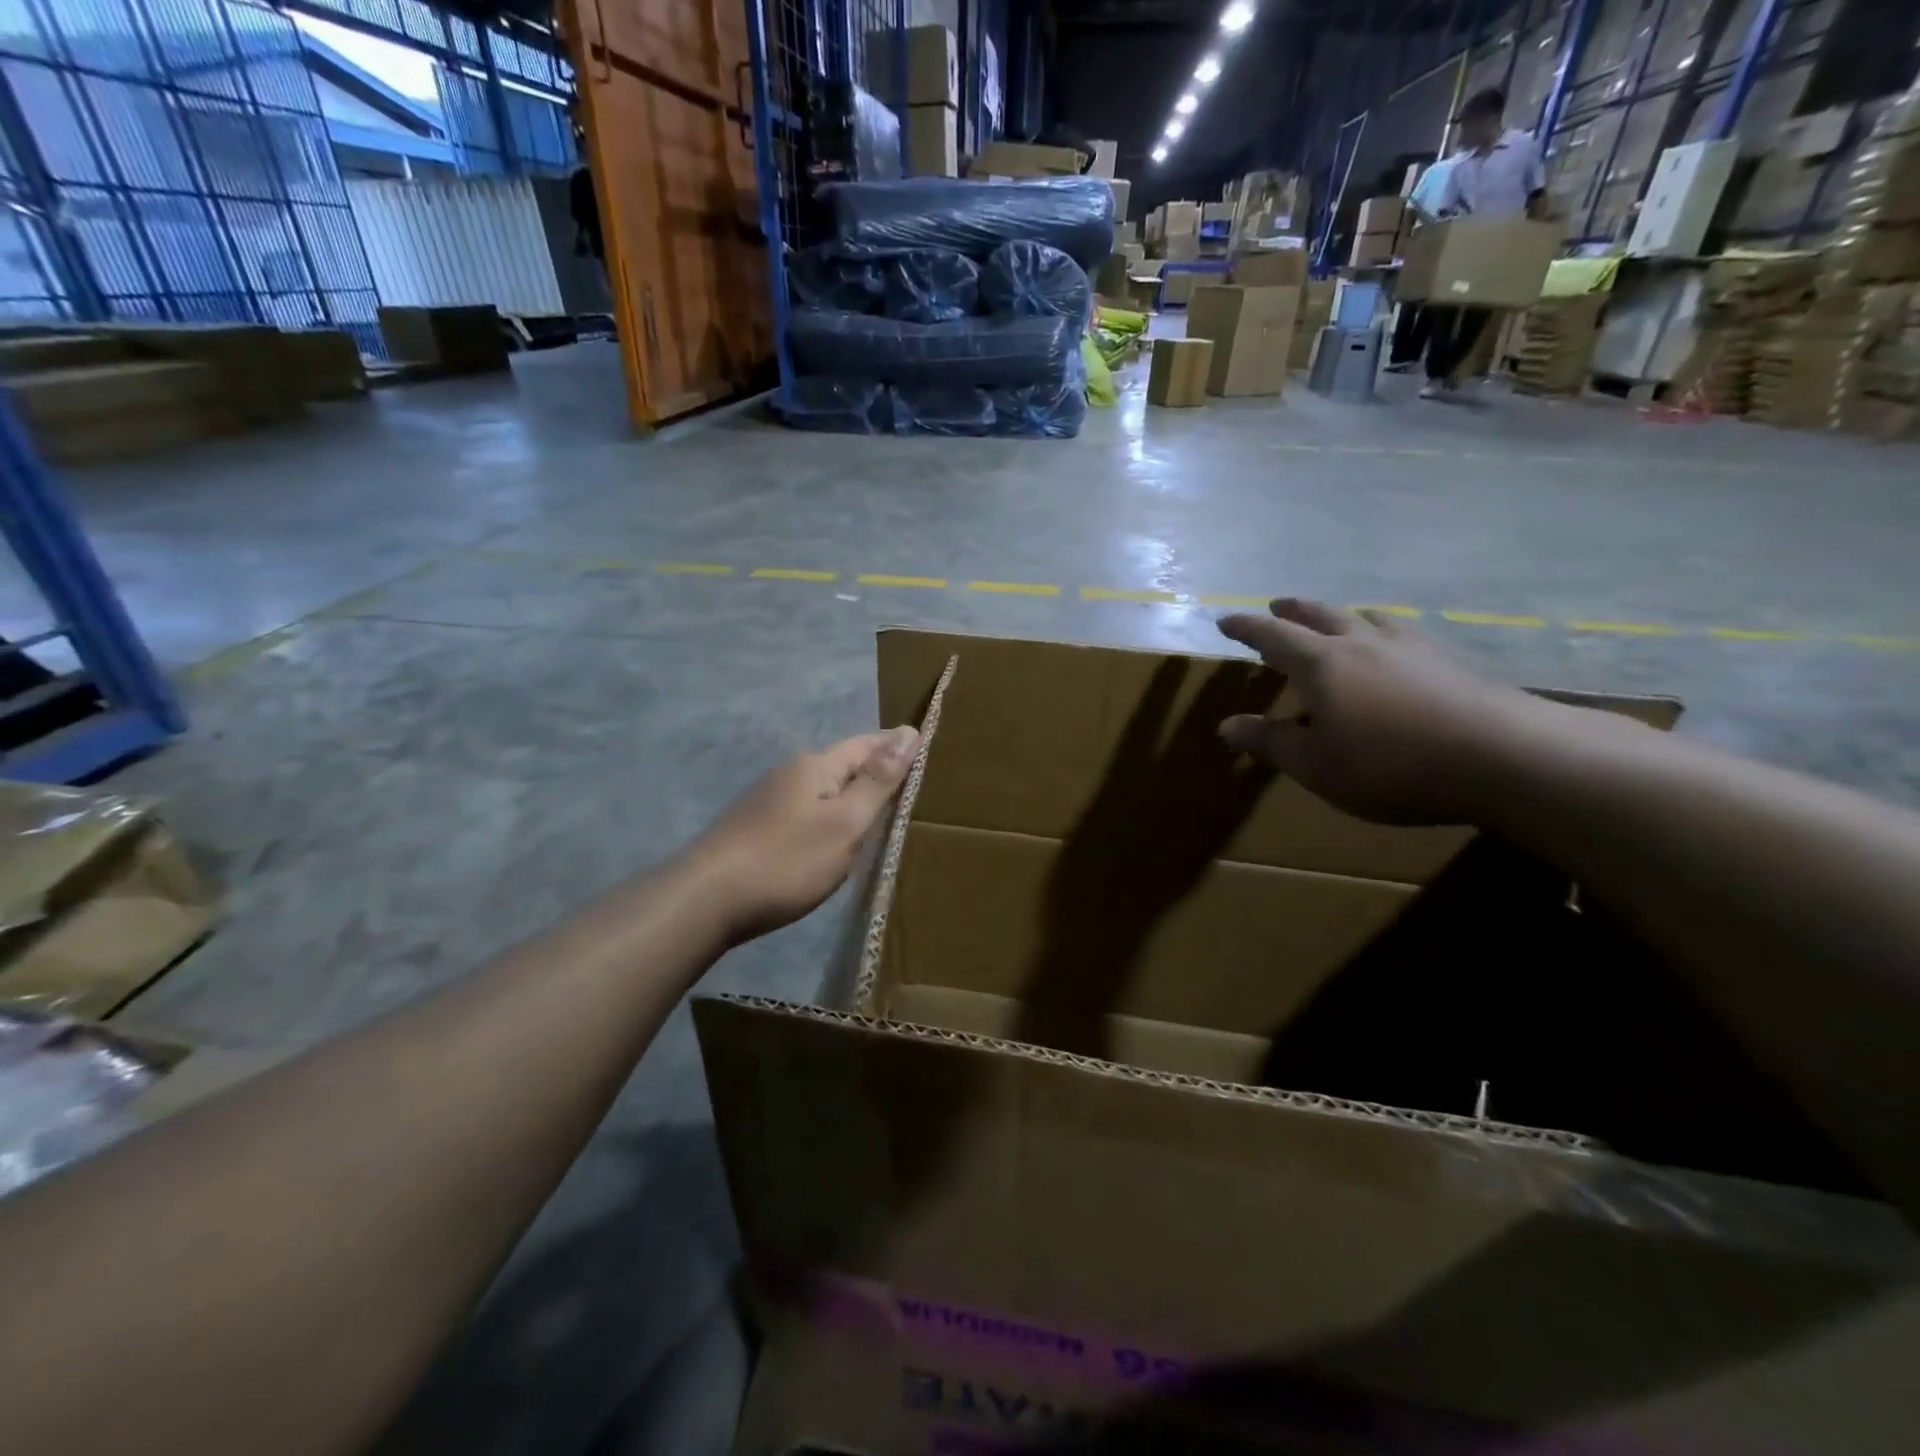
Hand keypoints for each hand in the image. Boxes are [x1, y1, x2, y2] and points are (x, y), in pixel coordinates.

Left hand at [685, 727, 919, 943]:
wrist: (706, 900)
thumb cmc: (788, 860)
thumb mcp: (846, 822)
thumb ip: (879, 780)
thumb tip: (909, 730)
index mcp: (815, 766)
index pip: (865, 744)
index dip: (894, 748)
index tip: (923, 758)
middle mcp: (788, 773)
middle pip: (841, 766)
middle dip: (872, 774)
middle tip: (906, 793)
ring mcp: (765, 801)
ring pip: (820, 791)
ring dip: (847, 799)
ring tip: (873, 820)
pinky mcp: (752, 828)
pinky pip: (802, 813)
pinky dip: (824, 820)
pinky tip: (827, 842)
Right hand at [1216, 598, 1545, 824]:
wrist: (1503, 756)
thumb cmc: (1390, 764)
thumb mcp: (1316, 764)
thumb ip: (1269, 742)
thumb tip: (1226, 726)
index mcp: (1322, 664)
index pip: (1273, 637)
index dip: (1247, 629)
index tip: (1225, 621)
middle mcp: (1362, 643)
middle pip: (1321, 615)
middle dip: (1293, 610)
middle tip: (1276, 605)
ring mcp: (1410, 647)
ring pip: (1366, 618)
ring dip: (1341, 615)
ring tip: (1335, 619)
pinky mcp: (1449, 660)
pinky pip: (1402, 633)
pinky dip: (1382, 631)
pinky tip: (1395, 647)